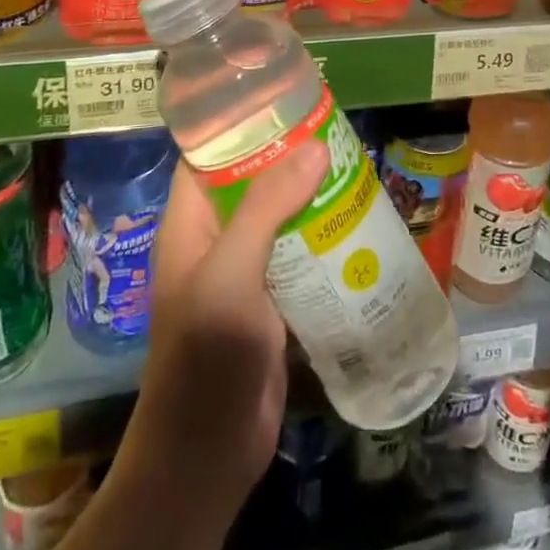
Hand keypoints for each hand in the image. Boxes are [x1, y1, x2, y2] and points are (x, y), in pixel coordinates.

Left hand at [125, 140, 327, 510]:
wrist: (208, 454)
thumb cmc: (206, 354)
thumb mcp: (231, 272)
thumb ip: (268, 206)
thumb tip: (317, 144)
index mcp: (191, 221)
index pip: (209, 154)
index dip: (240, 122)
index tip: (285, 95)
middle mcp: (216, 237)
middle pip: (253, 179)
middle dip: (290, 154)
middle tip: (337, 126)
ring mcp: (246, 269)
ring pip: (281, 214)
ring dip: (313, 192)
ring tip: (356, 162)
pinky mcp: (274, 298)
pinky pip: (300, 251)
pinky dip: (324, 232)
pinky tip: (358, 217)